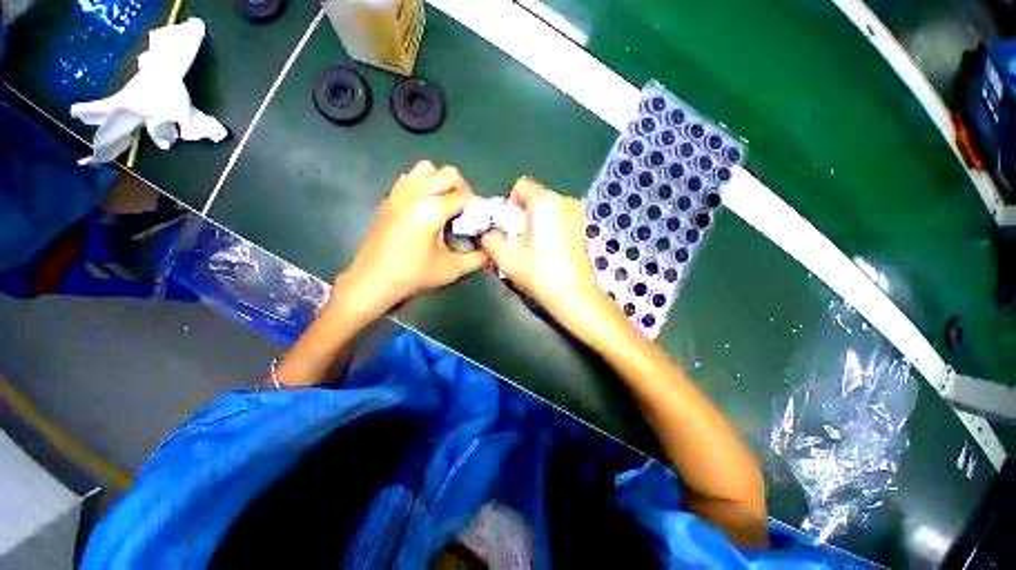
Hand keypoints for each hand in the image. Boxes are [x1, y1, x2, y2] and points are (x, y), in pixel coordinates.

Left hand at [337, 161, 488, 317]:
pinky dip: (422, 184)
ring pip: (426, 168)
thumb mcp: (451, 269)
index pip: (464, 196)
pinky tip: (423, 207)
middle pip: (448, 173)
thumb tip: (492, 252)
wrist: (372, 281)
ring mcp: (399, 193)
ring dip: (440, 182)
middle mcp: (415, 193)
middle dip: (461, 188)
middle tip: (463, 210)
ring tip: (443, 204)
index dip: (476, 207)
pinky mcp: (388, 198)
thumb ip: (477, 258)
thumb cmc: (413, 275)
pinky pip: (409, 178)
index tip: (477, 221)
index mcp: (432, 209)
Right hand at [480, 178, 616, 334]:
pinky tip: (548, 252)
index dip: (509, 205)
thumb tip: (491, 233)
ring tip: (534, 249)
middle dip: (522, 215)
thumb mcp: (503, 255)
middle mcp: (565, 200)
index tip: (510, 228)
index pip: (521, 186)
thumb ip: (489, 237)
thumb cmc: (538, 272)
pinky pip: (558, 220)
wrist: (573, 295)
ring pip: (547, 210)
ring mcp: (577, 214)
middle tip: (519, 241)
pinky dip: (549, 229)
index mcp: (545, 201)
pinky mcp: (582, 228)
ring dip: (535, 223)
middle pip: (534, 198)